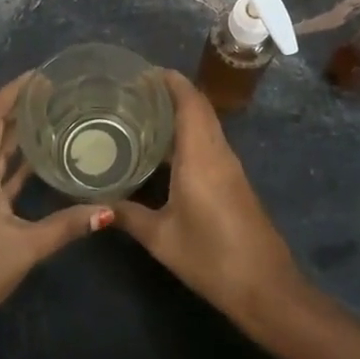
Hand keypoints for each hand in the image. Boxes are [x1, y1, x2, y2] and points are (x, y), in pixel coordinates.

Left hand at [0, 74, 112, 348]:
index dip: (13, 92)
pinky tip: (38, 163)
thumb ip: (66, 226)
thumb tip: (108, 210)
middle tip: (57, 93)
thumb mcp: (24, 247)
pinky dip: (15, 166)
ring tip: (53, 118)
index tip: (42, 75)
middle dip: (20, 109)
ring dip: (18, 136)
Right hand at [113, 70, 305, 325]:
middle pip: (199, 108)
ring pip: (205, 125)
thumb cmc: (211, 257)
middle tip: (133, 92)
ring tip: (142, 114)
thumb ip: (128, 216)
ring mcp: (230, 167)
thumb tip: (94, 205)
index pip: (190, 101)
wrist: (265, 286)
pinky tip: (163, 151)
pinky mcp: (234, 182)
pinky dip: (188, 135)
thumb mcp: (161, 238)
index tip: (142, 72)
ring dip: (180, 113)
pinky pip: (209, 144)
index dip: (170, 81)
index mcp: (201, 155)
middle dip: (170, 93)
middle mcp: (218, 152)